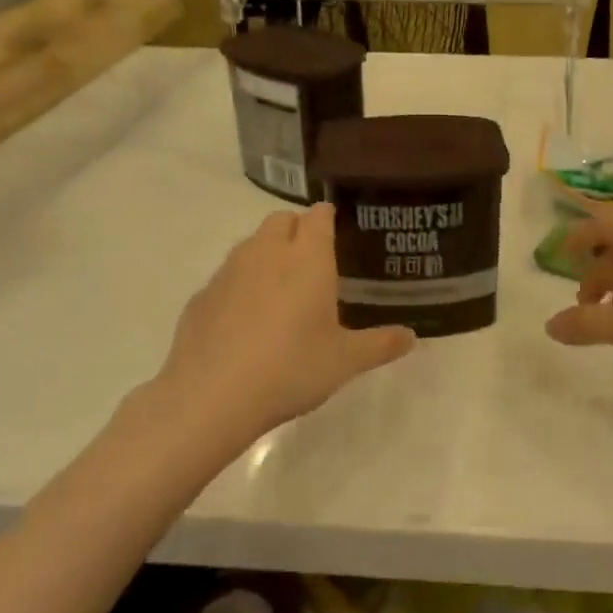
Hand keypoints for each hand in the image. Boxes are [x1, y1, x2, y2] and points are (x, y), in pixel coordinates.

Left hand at [154, 205, 414, 440]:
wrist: (212, 396)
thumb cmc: (291, 368)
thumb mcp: (345, 361)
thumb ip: (380, 344)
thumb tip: (410, 337)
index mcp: (307, 258)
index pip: (318, 215)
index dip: (328, 218)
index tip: (338, 231)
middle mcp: (266, 253)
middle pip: (281, 220)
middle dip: (297, 229)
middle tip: (313, 262)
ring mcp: (229, 271)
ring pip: (251, 244)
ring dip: (267, 253)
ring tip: (281, 290)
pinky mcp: (201, 295)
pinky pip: (226, 276)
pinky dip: (240, 285)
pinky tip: (246, 321)